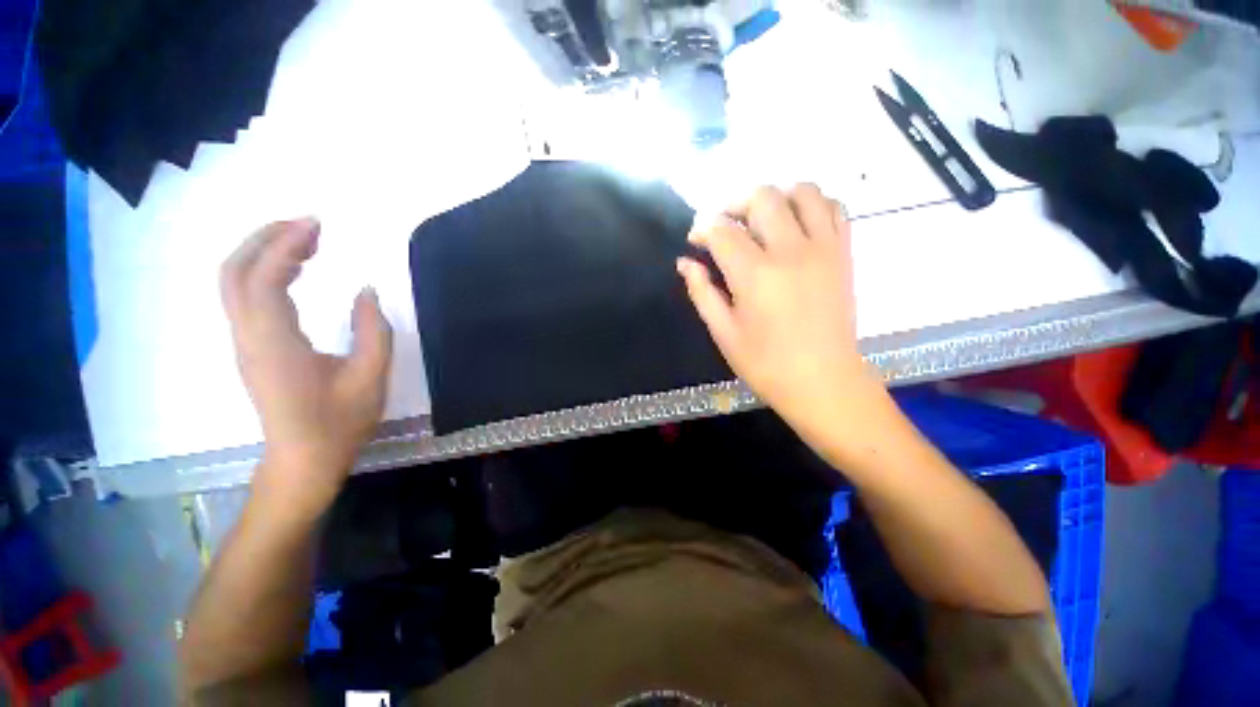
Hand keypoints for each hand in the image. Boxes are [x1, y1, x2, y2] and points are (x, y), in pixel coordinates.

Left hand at [220, 218, 392, 510]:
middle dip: (265, 238)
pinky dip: (264, 272)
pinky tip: (294, 271)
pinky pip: (245, 297)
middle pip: (234, 271)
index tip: (318, 224)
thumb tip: (367, 290)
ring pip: (234, 282)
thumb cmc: (340, 421)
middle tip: (308, 225)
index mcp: (275, 342)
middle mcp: (248, 336)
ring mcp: (244, 342)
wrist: (304, 458)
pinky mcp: (250, 348)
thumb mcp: (370, 376)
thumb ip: (374, 330)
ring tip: (305, 242)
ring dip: (263, 253)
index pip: (264, 277)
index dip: (286, 244)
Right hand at [678, 184, 884, 435]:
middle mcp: (790, 251)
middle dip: (734, 204)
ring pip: (802, 192)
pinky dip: (811, 205)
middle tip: (725, 227)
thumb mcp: (724, 333)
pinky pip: (833, 208)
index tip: (695, 240)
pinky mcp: (843, 253)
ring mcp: (823, 248)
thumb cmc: (766, 364)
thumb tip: (685, 263)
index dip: (702, 228)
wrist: (823, 381)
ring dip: (776, 197)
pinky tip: (795, 225)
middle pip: (762, 197)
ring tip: (761, 220)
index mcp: (755, 275)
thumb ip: (702, 292)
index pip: (722, 230)